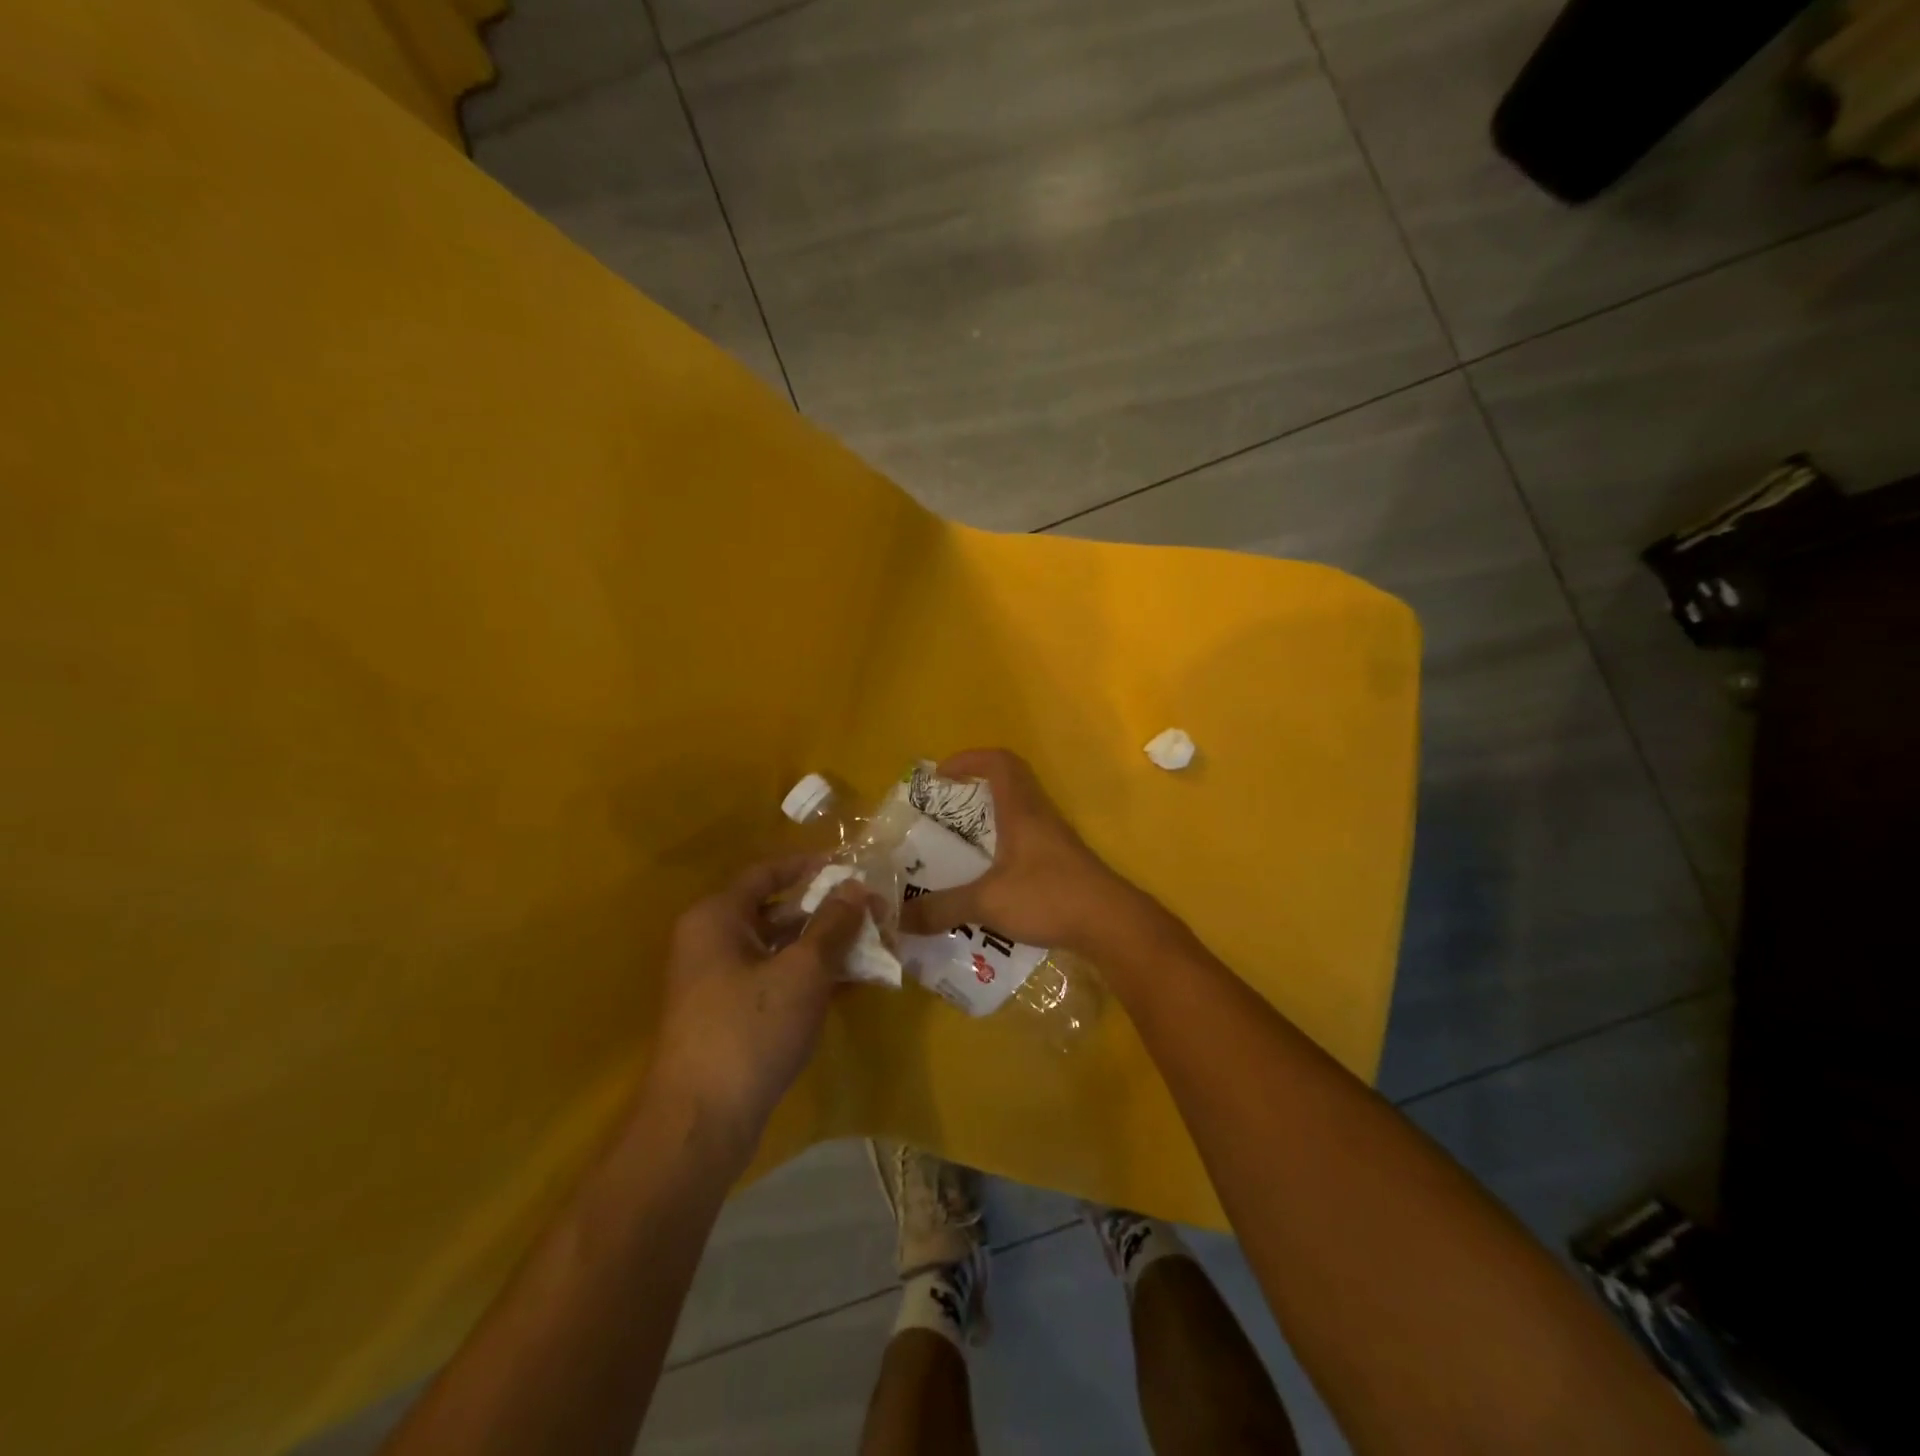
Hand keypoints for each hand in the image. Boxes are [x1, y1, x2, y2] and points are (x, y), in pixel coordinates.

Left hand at [645, 857, 868, 1155]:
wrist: (702, 1123)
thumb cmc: (750, 1029)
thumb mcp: (803, 970)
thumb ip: (833, 924)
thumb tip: (856, 887)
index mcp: (717, 917)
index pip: (767, 873)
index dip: (810, 865)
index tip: (851, 866)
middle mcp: (712, 941)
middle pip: (776, 911)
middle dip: (827, 911)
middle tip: (873, 912)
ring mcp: (718, 982)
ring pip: (779, 949)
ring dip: (824, 946)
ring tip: (872, 946)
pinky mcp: (730, 1016)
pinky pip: (775, 980)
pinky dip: (809, 977)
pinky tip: (850, 982)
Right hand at [897, 749, 1159, 955]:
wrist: (1111, 924)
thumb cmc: (1049, 896)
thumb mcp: (987, 902)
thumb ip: (942, 908)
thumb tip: (898, 918)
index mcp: (1021, 810)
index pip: (999, 762)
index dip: (969, 759)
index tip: (941, 776)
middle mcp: (1039, 816)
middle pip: (1009, 784)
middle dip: (973, 792)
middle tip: (943, 813)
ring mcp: (1055, 840)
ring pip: (1018, 815)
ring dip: (989, 823)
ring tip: (959, 848)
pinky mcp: (1063, 864)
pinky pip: (1027, 843)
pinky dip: (1003, 850)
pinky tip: (988, 881)